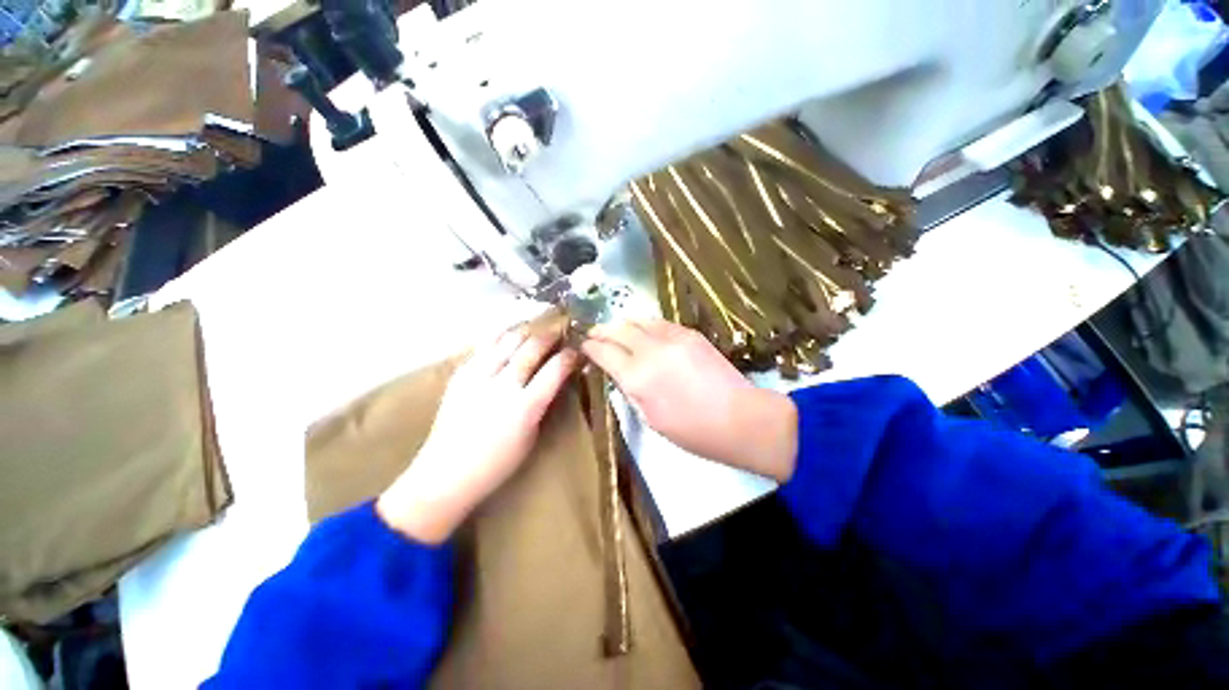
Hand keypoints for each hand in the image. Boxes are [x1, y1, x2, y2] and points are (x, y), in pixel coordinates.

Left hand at [377, 325, 578, 542]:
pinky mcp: (460, 375)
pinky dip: (500, 337)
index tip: (576, 351)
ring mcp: (478, 377)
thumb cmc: (497, 463)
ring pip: (507, 341)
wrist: (446, 474)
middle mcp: (503, 385)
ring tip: (535, 329)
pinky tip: (508, 335)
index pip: (555, 369)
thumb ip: (543, 403)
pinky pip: (483, 346)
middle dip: (549, 336)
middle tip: (559, 331)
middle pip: (531, 348)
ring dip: (526, 332)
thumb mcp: (531, 436)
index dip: (569, 356)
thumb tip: (554, 379)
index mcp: (526, 406)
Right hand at [581, 319, 797, 481]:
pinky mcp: (689, 333)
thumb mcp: (650, 418)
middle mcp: (650, 351)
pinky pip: (660, 322)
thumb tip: (621, 374)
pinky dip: (646, 324)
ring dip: (623, 323)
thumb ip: (631, 391)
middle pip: (617, 330)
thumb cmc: (692, 431)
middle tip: (594, 332)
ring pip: (638, 320)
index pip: (603, 352)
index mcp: (636, 377)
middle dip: (602, 330)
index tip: (583, 345)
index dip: (590, 347)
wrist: (739, 418)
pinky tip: (644, 329)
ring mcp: (671, 338)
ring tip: (616, 328)